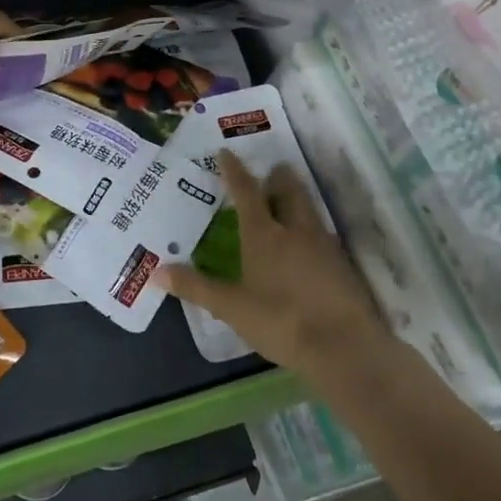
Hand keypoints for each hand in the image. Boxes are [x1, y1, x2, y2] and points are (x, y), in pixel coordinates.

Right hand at [161, 151, 386, 376]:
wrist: (344, 348)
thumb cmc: (281, 322)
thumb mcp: (232, 308)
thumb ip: (196, 287)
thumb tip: (156, 272)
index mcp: (264, 235)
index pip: (246, 192)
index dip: (234, 171)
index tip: (227, 152)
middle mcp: (296, 231)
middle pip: (289, 191)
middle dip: (279, 178)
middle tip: (272, 169)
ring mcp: (324, 246)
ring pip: (310, 210)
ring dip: (298, 199)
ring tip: (288, 201)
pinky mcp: (344, 266)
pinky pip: (323, 235)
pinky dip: (312, 229)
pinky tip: (309, 245)